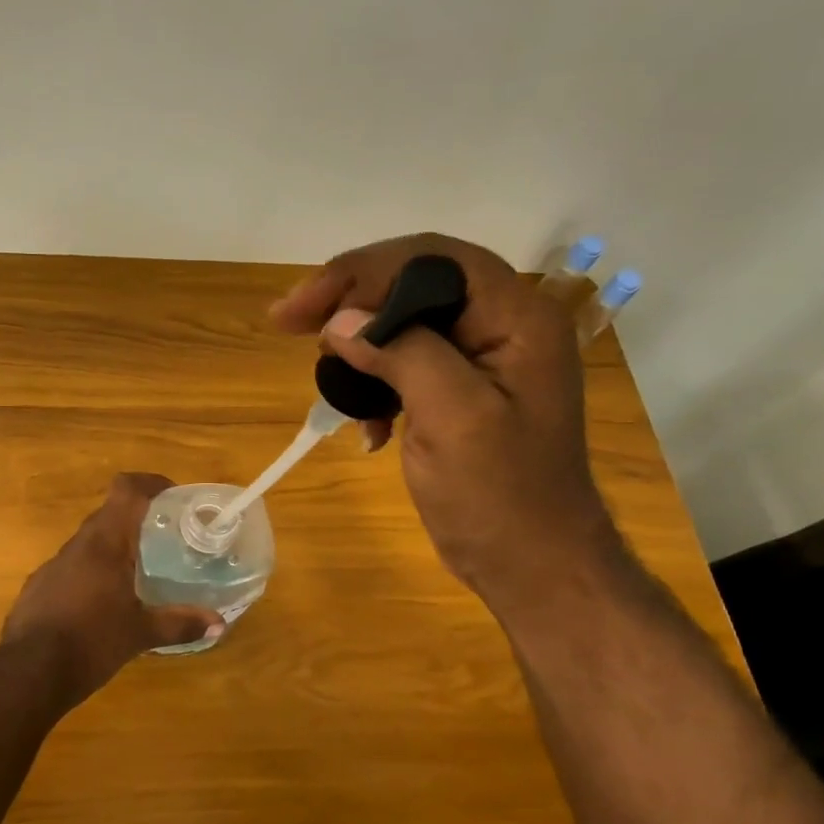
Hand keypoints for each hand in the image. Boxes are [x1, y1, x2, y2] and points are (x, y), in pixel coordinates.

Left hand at [2, 473, 221, 704]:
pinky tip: (103, 602)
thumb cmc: (91, 642)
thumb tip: (219, 625)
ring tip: (138, 571)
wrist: (28, 672)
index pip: (125, 489)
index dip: (150, 483)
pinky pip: (72, 567)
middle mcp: (77, 545)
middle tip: (165, 538)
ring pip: (89, 542)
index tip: (173, 496)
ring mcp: (53, 565)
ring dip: (113, 547)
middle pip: (109, 514)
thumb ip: (180, 624)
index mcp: (104, 543)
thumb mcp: (140, 634)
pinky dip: (93, 572)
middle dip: (137, 520)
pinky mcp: (39, 587)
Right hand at [270, 233, 622, 605]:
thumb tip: (340, 321)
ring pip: (401, 322)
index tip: (301, 308)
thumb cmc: (501, 494)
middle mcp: (501, 324)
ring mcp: (480, 359)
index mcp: (516, 317)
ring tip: (331, 384)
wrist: (532, 564)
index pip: (431, 259)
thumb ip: (402, 353)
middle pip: (412, 284)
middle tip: (292, 326)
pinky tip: (367, 427)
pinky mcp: (458, 390)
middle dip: (349, 302)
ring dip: (358, 348)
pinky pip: (403, 363)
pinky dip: (373, 386)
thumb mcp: (453, 416)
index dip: (361, 271)